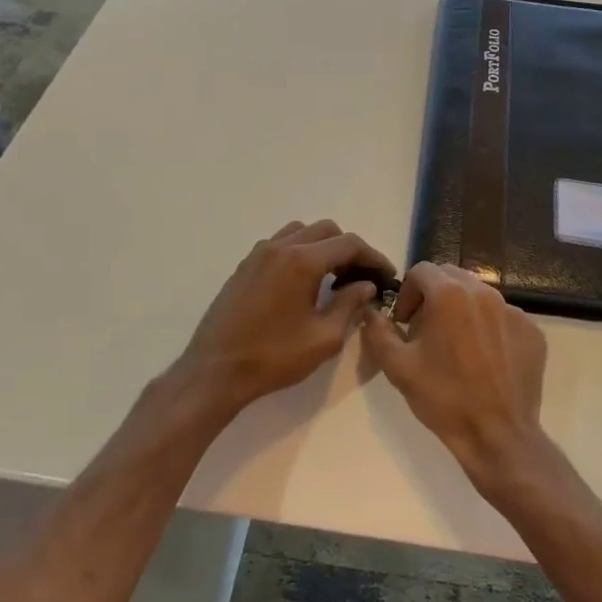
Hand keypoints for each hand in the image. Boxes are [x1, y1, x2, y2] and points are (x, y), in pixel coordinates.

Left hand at [171, 220, 392, 419]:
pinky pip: (279, 244)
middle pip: (326, 230)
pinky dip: (299, 252)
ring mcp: (258, 254)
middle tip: (362, 276)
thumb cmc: (273, 357)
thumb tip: (365, 286)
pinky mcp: (244, 266)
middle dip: (349, 249)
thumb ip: (349, 305)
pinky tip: (303, 282)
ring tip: (333, 276)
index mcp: (302, 261)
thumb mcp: (323, 338)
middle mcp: (279, 247)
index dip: (373, 257)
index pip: (348, 244)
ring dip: (322, 246)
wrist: (215, 371)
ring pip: (300, 232)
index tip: (386, 275)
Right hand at [361, 262, 548, 494]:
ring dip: (461, 310)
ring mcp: (513, 311)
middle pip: (451, 276)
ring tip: (455, 346)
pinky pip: (503, 317)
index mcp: (449, 294)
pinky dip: (489, 328)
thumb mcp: (397, 366)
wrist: (497, 434)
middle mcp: (484, 293)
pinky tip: (484, 360)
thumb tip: (373, 312)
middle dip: (433, 296)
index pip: (421, 270)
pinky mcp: (532, 331)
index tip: (404, 321)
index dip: (407, 293)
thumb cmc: (443, 398)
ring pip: (479, 295)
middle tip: (426, 330)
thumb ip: (378, 331)